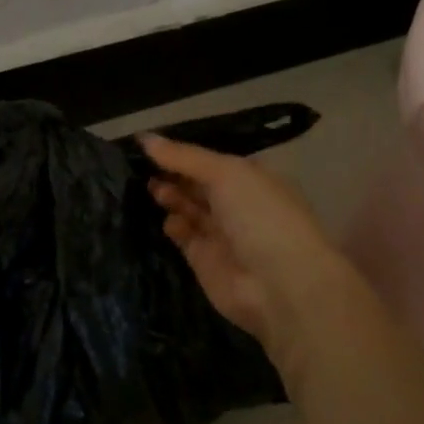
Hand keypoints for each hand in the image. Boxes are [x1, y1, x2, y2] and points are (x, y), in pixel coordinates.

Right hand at [142, 133, 364, 361]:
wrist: (280, 285)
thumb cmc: (260, 216)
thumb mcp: (226, 173)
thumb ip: (183, 157)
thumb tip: (143, 137)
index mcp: (250, 179)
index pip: (210, 161)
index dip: (183, 154)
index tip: (151, 146)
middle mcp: (237, 204)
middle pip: (197, 185)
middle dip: (172, 175)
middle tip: (144, 168)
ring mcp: (221, 234)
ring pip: (188, 209)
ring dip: (170, 197)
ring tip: (152, 189)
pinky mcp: (205, 261)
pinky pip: (184, 237)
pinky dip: (173, 227)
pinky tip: (168, 220)